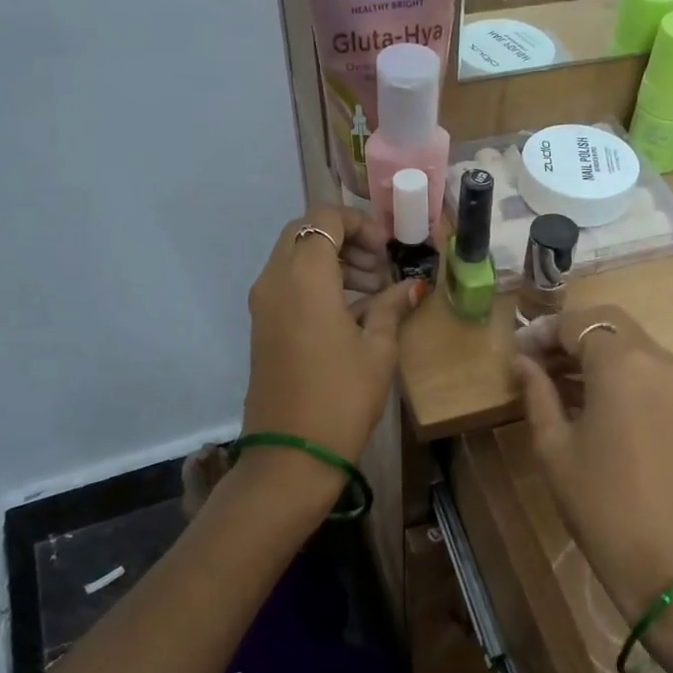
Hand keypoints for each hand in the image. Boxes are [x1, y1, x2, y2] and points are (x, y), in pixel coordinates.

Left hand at [242, 207, 424, 470]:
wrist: (292, 454)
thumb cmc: (342, 398)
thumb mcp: (377, 350)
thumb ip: (391, 308)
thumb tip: (411, 286)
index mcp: (304, 277)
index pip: (325, 218)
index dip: (360, 224)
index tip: (387, 252)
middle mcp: (274, 280)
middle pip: (305, 232)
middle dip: (345, 240)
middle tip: (378, 270)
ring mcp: (262, 304)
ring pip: (293, 257)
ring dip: (331, 261)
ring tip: (369, 293)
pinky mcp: (261, 326)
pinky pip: (286, 284)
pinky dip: (315, 283)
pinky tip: (349, 313)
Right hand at [512, 307, 672, 624]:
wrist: (669, 560)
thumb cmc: (600, 503)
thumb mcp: (555, 447)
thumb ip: (537, 395)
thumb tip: (522, 363)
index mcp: (622, 363)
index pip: (577, 323)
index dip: (542, 332)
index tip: (517, 353)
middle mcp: (657, 358)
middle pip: (608, 322)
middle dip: (568, 335)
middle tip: (533, 361)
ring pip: (629, 343)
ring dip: (592, 350)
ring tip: (552, 379)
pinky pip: (646, 367)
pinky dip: (615, 369)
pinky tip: (585, 395)